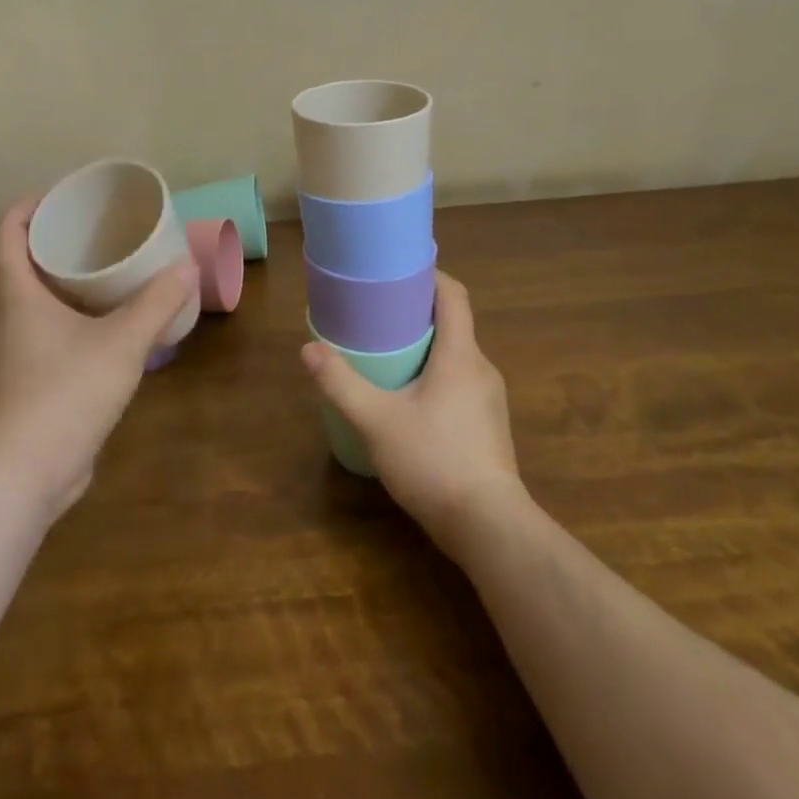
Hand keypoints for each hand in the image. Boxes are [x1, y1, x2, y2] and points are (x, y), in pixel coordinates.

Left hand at [0, 195, 196, 519]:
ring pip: (36, 301)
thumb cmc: (63, 393)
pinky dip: (74, 317)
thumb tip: (187, 267)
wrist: (21, 477)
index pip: (7, 232)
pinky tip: (109, 327)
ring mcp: (15, 353)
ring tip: (112, 272)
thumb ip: (157, 303)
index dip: (29, 206)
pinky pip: (48, 333)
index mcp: (17, 295)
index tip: (66, 196)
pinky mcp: (28, 383)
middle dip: (58, 241)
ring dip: (67, 281)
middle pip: (22, 263)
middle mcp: (8, 317)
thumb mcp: (122, 342)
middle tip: (101, 230)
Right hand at [301, 272, 522, 548]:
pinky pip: (462, 382)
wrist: (489, 528)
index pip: (454, 294)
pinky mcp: (489, 425)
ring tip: (390, 355)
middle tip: (380, 314)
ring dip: (428, 347)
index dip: (430, 274)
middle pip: (454, 323)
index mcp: (461, 354)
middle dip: (419, 313)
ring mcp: (490, 399)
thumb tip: (308, 349)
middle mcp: (482, 368)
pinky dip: (437, 375)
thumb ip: (340, 383)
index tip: (399, 270)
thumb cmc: (434, 461)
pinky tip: (411, 400)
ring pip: (458, 356)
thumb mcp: (376, 420)